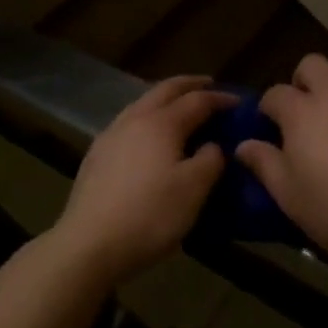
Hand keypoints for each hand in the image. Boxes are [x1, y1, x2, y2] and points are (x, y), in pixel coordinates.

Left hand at [50, 76, 233, 284]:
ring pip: (143, 102)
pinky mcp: (96, 153)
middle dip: (190, 84)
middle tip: (209, 85)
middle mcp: (136, 117)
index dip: (220, 98)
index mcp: (162, 122)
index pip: (197, 100)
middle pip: (166, 89)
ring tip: (179, 107)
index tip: (239, 102)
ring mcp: (112, 133)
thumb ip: (210, 161)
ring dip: (165, 98)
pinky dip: (147, 116)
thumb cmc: (149, 215)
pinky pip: (129, 121)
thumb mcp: (193, 191)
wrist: (88, 243)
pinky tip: (147, 135)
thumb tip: (213, 145)